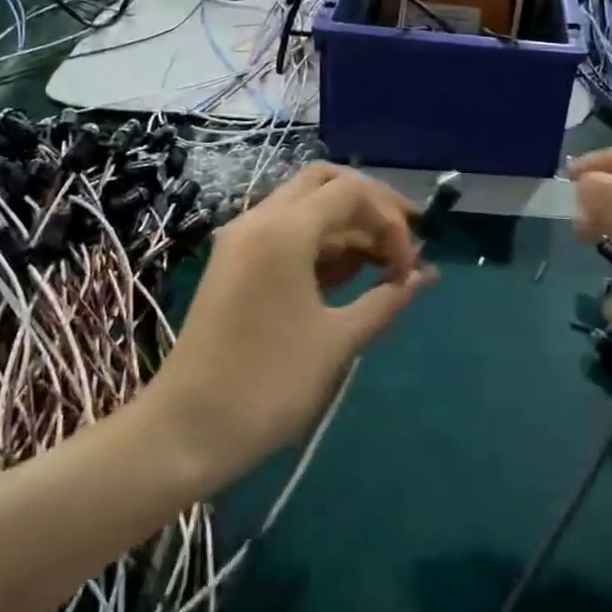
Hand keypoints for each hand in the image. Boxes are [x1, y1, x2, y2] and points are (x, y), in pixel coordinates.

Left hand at [145, 165, 434, 482]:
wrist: (187, 428)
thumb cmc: (269, 383)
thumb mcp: (337, 341)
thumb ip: (385, 300)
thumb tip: (423, 277)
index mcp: (283, 229)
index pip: (352, 193)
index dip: (392, 221)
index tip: (410, 269)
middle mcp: (259, 219)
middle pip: (325, 183)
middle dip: (370, 204)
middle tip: (406, 237)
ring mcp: (242, 239)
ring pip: (304, 206)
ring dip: (347, 224)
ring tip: (384, 263)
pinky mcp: (235, 262)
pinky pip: (285, 232)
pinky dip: (321, 242)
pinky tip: (350, 271)